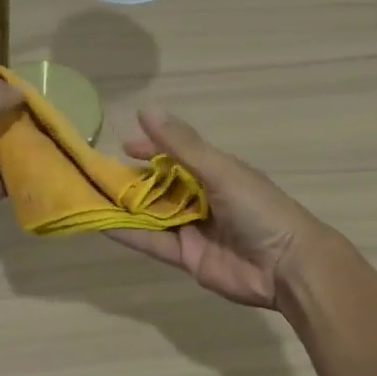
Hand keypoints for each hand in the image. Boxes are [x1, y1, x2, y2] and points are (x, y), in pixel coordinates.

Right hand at [105, 108, 336, 308]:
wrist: (287, 265)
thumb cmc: (259, 208)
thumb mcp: (220, 170)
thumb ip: (181, 145)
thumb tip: (145, 110)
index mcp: (215, 172)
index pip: (176, 155)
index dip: (151, 148)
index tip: (123, 144)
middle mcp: (202, 198)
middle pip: (160, 185)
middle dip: (132, 179)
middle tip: (96, 173)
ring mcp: (193, 229)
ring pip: (152, 213)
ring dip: (125, 205)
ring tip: (90, 195)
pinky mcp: (186, 257)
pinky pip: (153, 242)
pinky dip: (129, 233)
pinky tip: (102, 223)